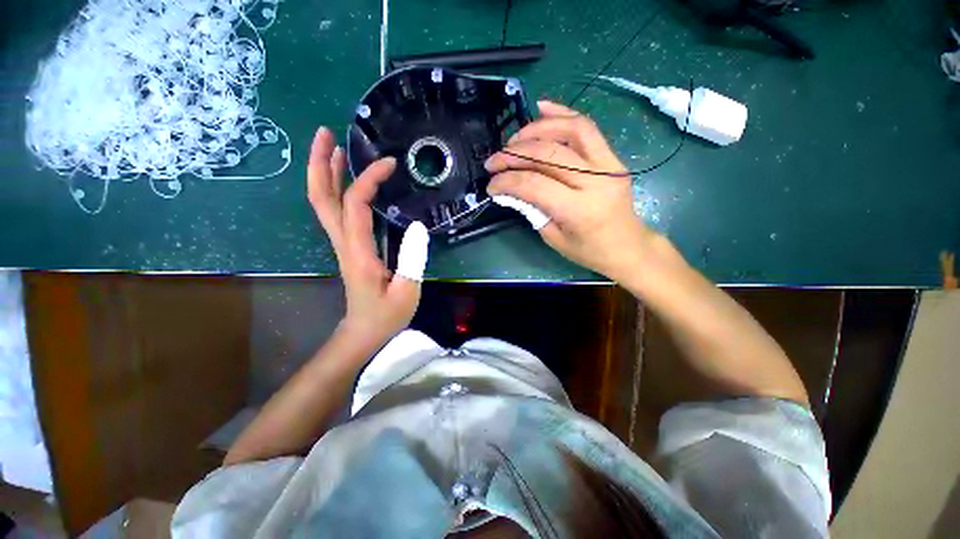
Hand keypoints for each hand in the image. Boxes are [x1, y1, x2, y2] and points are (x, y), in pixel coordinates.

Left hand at [307, 127, 428, 348]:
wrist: (364, 331)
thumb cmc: (387, 314)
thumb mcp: (408, 292)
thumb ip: (413, 260)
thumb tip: (419, 227)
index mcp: (358, 252)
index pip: (356, 206)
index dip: (369, 180)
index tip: (390, 164)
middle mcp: (343, 242)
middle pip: (321, 198)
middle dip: (320, 163)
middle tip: (326, 133)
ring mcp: (341, 243)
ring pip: (322, 203)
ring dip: (323, 172)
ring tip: (331, 146)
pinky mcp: (347, 246)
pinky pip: (333, 212)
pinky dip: (334, 189)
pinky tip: (344, 179)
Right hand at [485, 101, 660, 281]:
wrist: (627, 246)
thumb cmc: (589, 250)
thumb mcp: (553, 238)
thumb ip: (532, 210)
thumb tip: (512, 188)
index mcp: (578, 210)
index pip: (534, 184)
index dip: (507, 180)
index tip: (491, 184)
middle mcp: (595, 181)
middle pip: (548, 154)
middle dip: (514, 154)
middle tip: (494, 160)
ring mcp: (608, 164)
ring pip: (570, 130)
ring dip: (536, 130)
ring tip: (514, 139)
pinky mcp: (612, 157)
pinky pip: (587, 128)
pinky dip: (562, 115)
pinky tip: (542, 108)